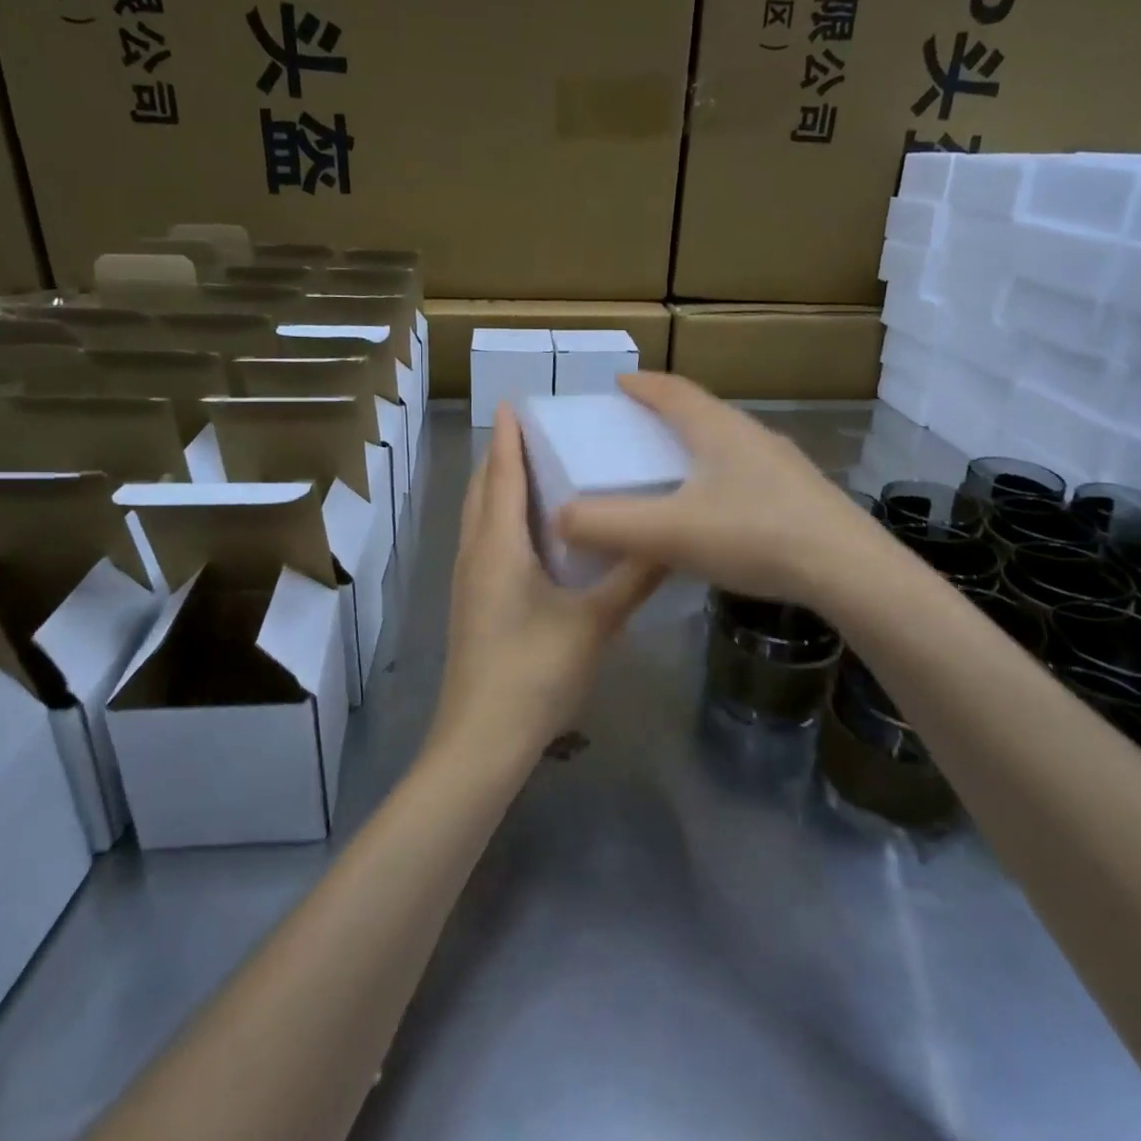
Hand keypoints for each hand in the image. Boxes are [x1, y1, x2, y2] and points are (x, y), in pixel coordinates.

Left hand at [429, 404, 662, 775]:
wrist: (483, 738)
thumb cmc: (536, 672)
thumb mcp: (595, 622)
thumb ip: (634, 578)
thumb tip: (672, 539)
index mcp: (498, 546)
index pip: (501, 475)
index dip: (508, 437)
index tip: (514, 402)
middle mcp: (475, 553)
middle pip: (482, 491)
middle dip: (501, 457)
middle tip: (534, 432)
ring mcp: (468, 581)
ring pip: (478, 518)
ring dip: (497, 488)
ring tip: (533, 471)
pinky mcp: (472, 604)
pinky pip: (482, 543)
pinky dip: (499, 520)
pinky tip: (529, 534)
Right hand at [556, 373, 881, 607]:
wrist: (848, 569)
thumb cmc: (753, 535)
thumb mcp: (668, 533)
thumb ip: (608, 525)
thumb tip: (559, 518)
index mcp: (717, 429)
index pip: (672, 391)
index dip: (641, 385)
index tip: (618, 383)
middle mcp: (751, 435)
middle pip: (702, 412)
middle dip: (666, 415)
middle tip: (635, 432)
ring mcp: (782, 464)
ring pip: (728, 443)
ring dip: (696, 447)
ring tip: (672, 471)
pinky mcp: (801, 494)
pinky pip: (748, 472)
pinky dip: (720, 477)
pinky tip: (717, 511)